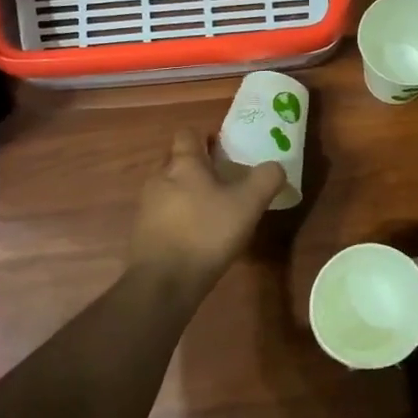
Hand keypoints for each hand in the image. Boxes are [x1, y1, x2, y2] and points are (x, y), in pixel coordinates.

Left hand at [128, 130, 285, 290]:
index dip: (206, 137)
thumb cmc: (207, 233)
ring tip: (212, 209)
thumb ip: (266, 179)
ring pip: (168, 188)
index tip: (225, 149)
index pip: (188, 134)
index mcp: (183, 164)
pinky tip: (196, 235)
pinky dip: (178, 217)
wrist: (163, 282)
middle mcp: (159, 178)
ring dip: (186, 192)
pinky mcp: (142, 233)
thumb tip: (276, 166)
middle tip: (223, 178)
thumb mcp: (248, 204)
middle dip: (197, 165)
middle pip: (176, 160)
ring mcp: (146, 207)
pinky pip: (162, 214)